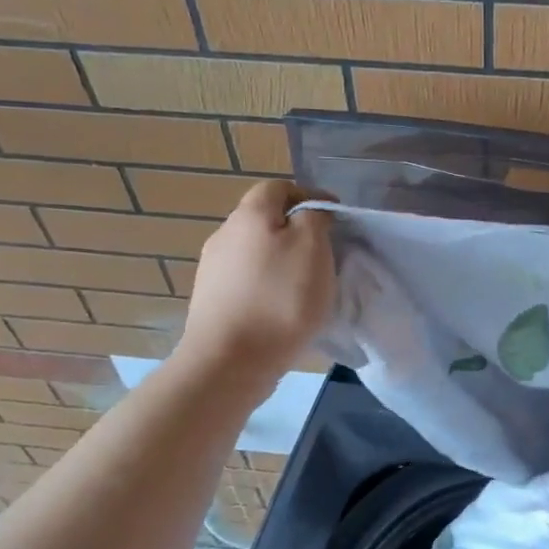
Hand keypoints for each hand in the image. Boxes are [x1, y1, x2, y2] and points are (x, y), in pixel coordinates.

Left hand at [179, 181, 334, 390]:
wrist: (229, 361)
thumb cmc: (280, 298)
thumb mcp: (312, 247)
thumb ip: (315, 218)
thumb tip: (310, 212)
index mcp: (249, 213)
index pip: (281, 187)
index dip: (311, 197)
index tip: (337, 220)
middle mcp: (224, 233)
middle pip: (266, 220)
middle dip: (297, 231)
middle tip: (325, 254)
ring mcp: (213, 269)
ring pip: (256, 252)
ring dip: (282, 261)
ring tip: (307, 286)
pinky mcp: (211, 301)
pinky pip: (247, 282)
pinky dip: (268, 287)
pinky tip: (282, 310)